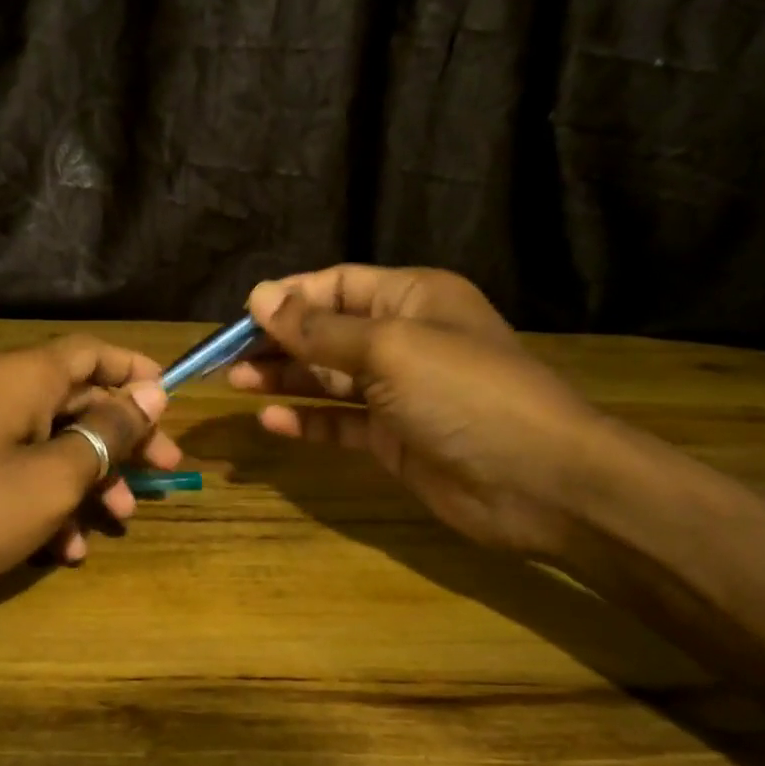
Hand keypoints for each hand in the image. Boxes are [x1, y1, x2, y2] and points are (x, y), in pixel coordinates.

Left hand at [0, 336, 179, 612]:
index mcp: (20, 377)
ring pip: (50, 441)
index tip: (171, 405)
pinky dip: (46, 500)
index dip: (135, 372)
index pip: (90, 352)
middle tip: (165, 473)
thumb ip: (106, 434)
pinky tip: (65, 549)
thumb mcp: (52, 477)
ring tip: (119, 522)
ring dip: (90, 479)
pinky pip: (15, 469)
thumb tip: (150, 396)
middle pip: (76, 400)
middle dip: (123, 440)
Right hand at [228, 265, 610, 559]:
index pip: (337, 285)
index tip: (240, 316)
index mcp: (412, 299)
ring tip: (238, 383)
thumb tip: (259, 297)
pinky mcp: (392, 438)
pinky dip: (307, 421)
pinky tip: (272, 422)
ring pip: (328, 378)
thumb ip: (320, 329)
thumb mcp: (389, 349)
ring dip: (284, 378)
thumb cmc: (465, 394)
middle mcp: (403, 339)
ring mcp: (398, 393)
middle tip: (227, 358)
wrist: (537, 480)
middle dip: (278, 341)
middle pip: (327, 332)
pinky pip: (339, 422)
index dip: (289, 297)